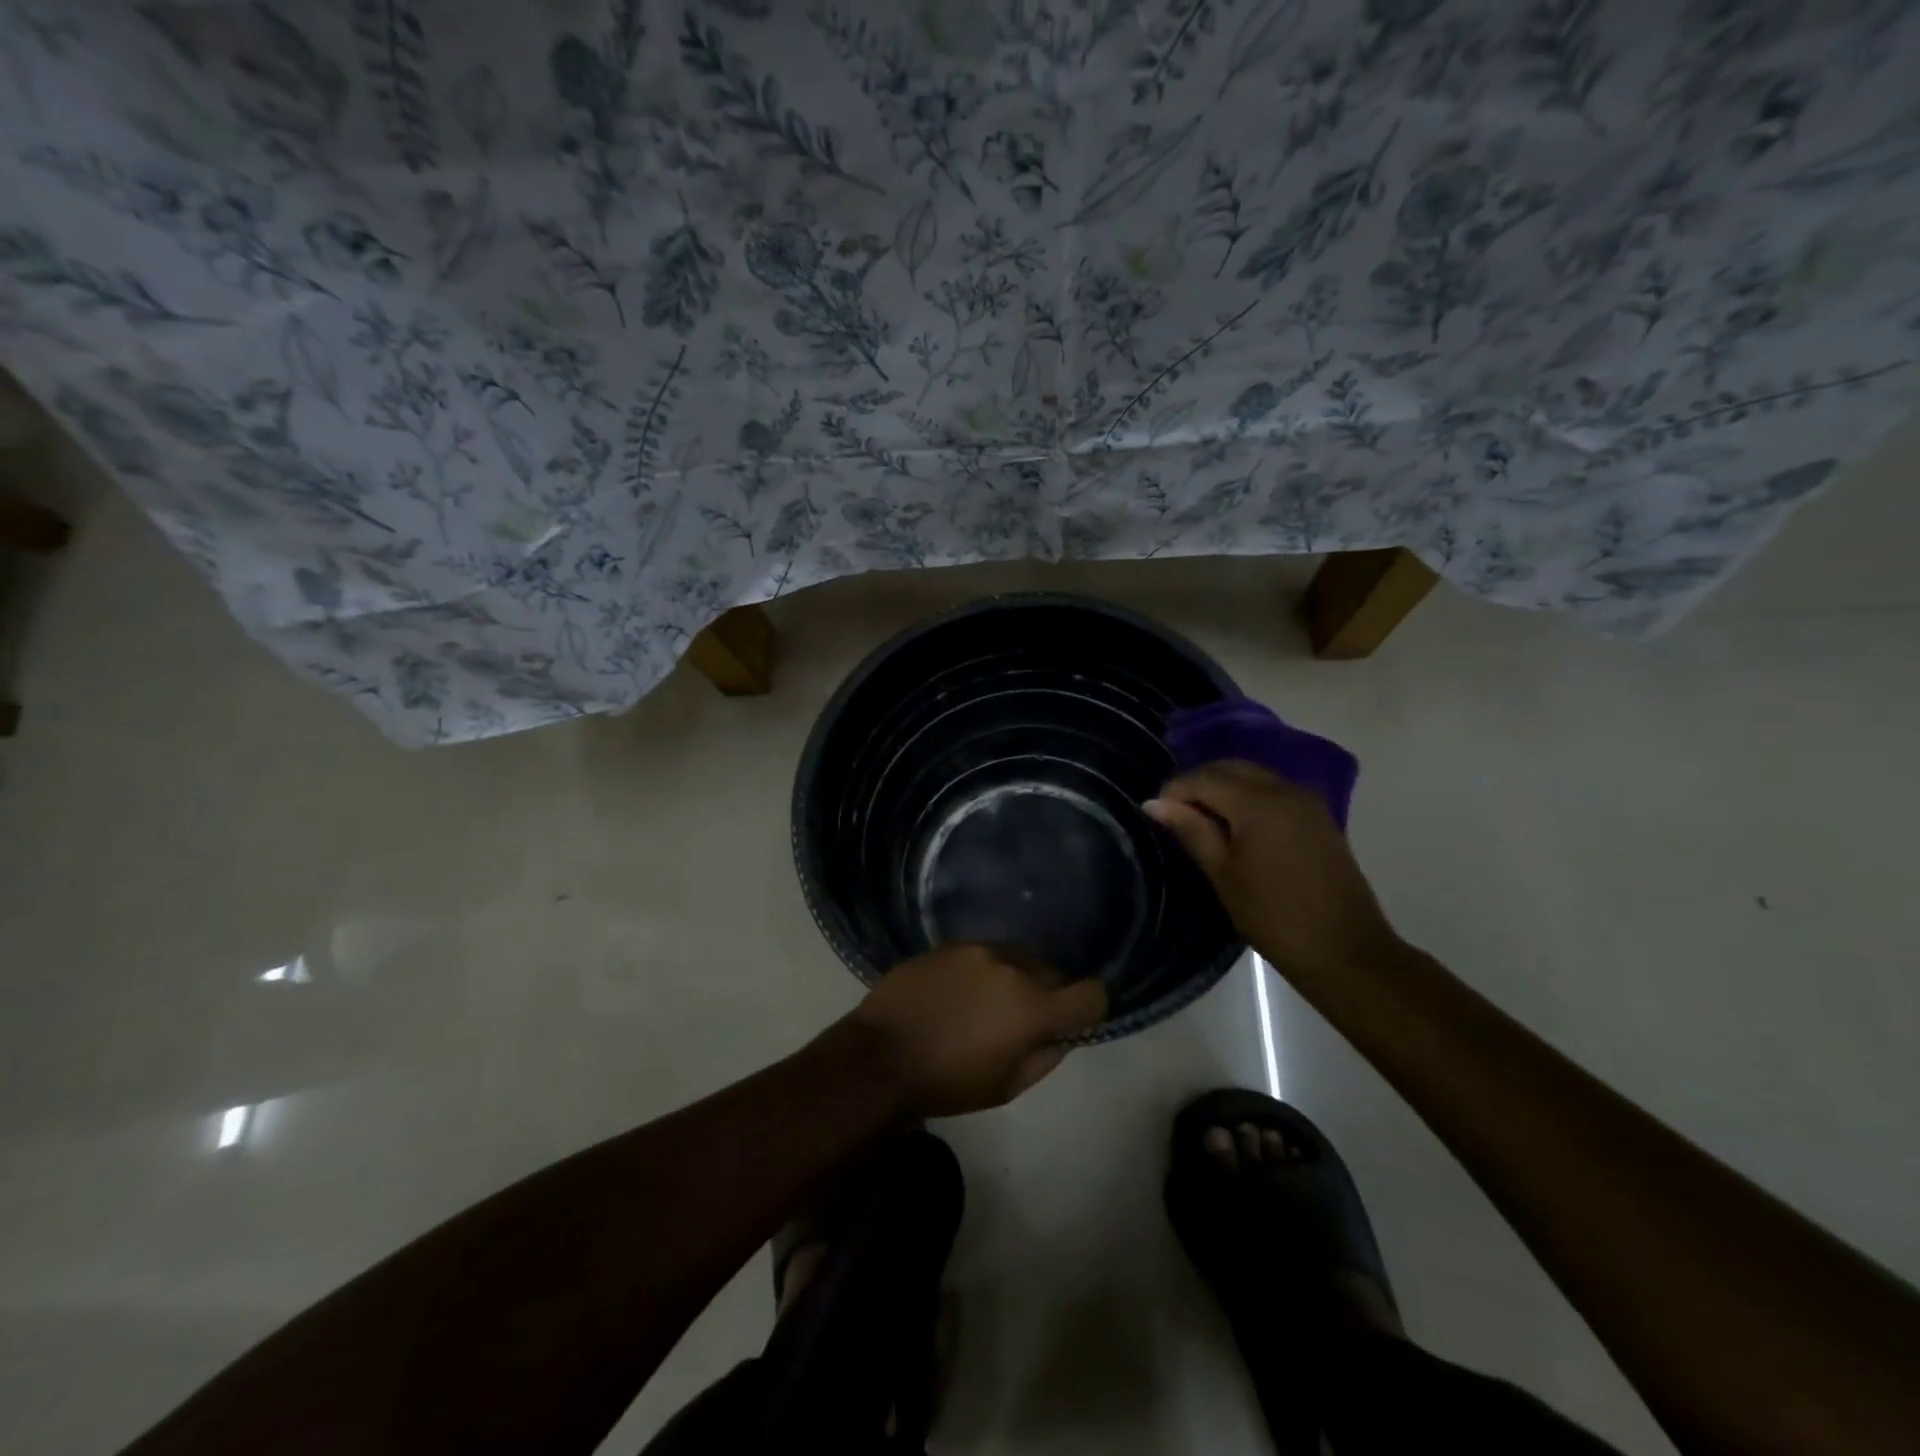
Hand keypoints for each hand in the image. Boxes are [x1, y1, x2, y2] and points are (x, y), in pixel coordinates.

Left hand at [843, 944, 1107, 1117]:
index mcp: (1033, 1007)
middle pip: (1052, 973)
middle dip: (1047, 994)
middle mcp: (1013, 967)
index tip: (1073, 1020)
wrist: (881, 1057)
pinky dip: (982, 970)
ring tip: (985, 1004)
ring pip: (1017, 958)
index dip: (1089, 1008)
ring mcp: (978, 949)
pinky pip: (983, 953)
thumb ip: (1046, 1055)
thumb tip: (1062, 1033)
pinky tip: (958, 992)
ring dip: (1014, 978)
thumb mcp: (1008, 1086)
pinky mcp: (949, 944)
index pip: (1091, 994)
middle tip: (1021, 1019)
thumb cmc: (949, 1083)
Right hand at [1145, 760, 1397, 985]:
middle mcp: (1284, 789)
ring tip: (1201, 818)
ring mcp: (1306, 801)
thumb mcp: (1223, 873)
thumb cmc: (1273, 916)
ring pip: (1254, 776)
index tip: (1154, 811)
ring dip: (1224, 787)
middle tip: (1175, 813)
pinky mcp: (1319, 816)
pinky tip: (1236, 824)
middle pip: (1231, 769)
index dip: (1174, 790)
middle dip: (1199, 783)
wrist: (1345, 950)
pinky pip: (1274, 790)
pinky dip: (1249, 796)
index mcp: (1257, 802)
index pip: (1204, 778)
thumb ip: (1191, 830)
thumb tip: (1153, 803)